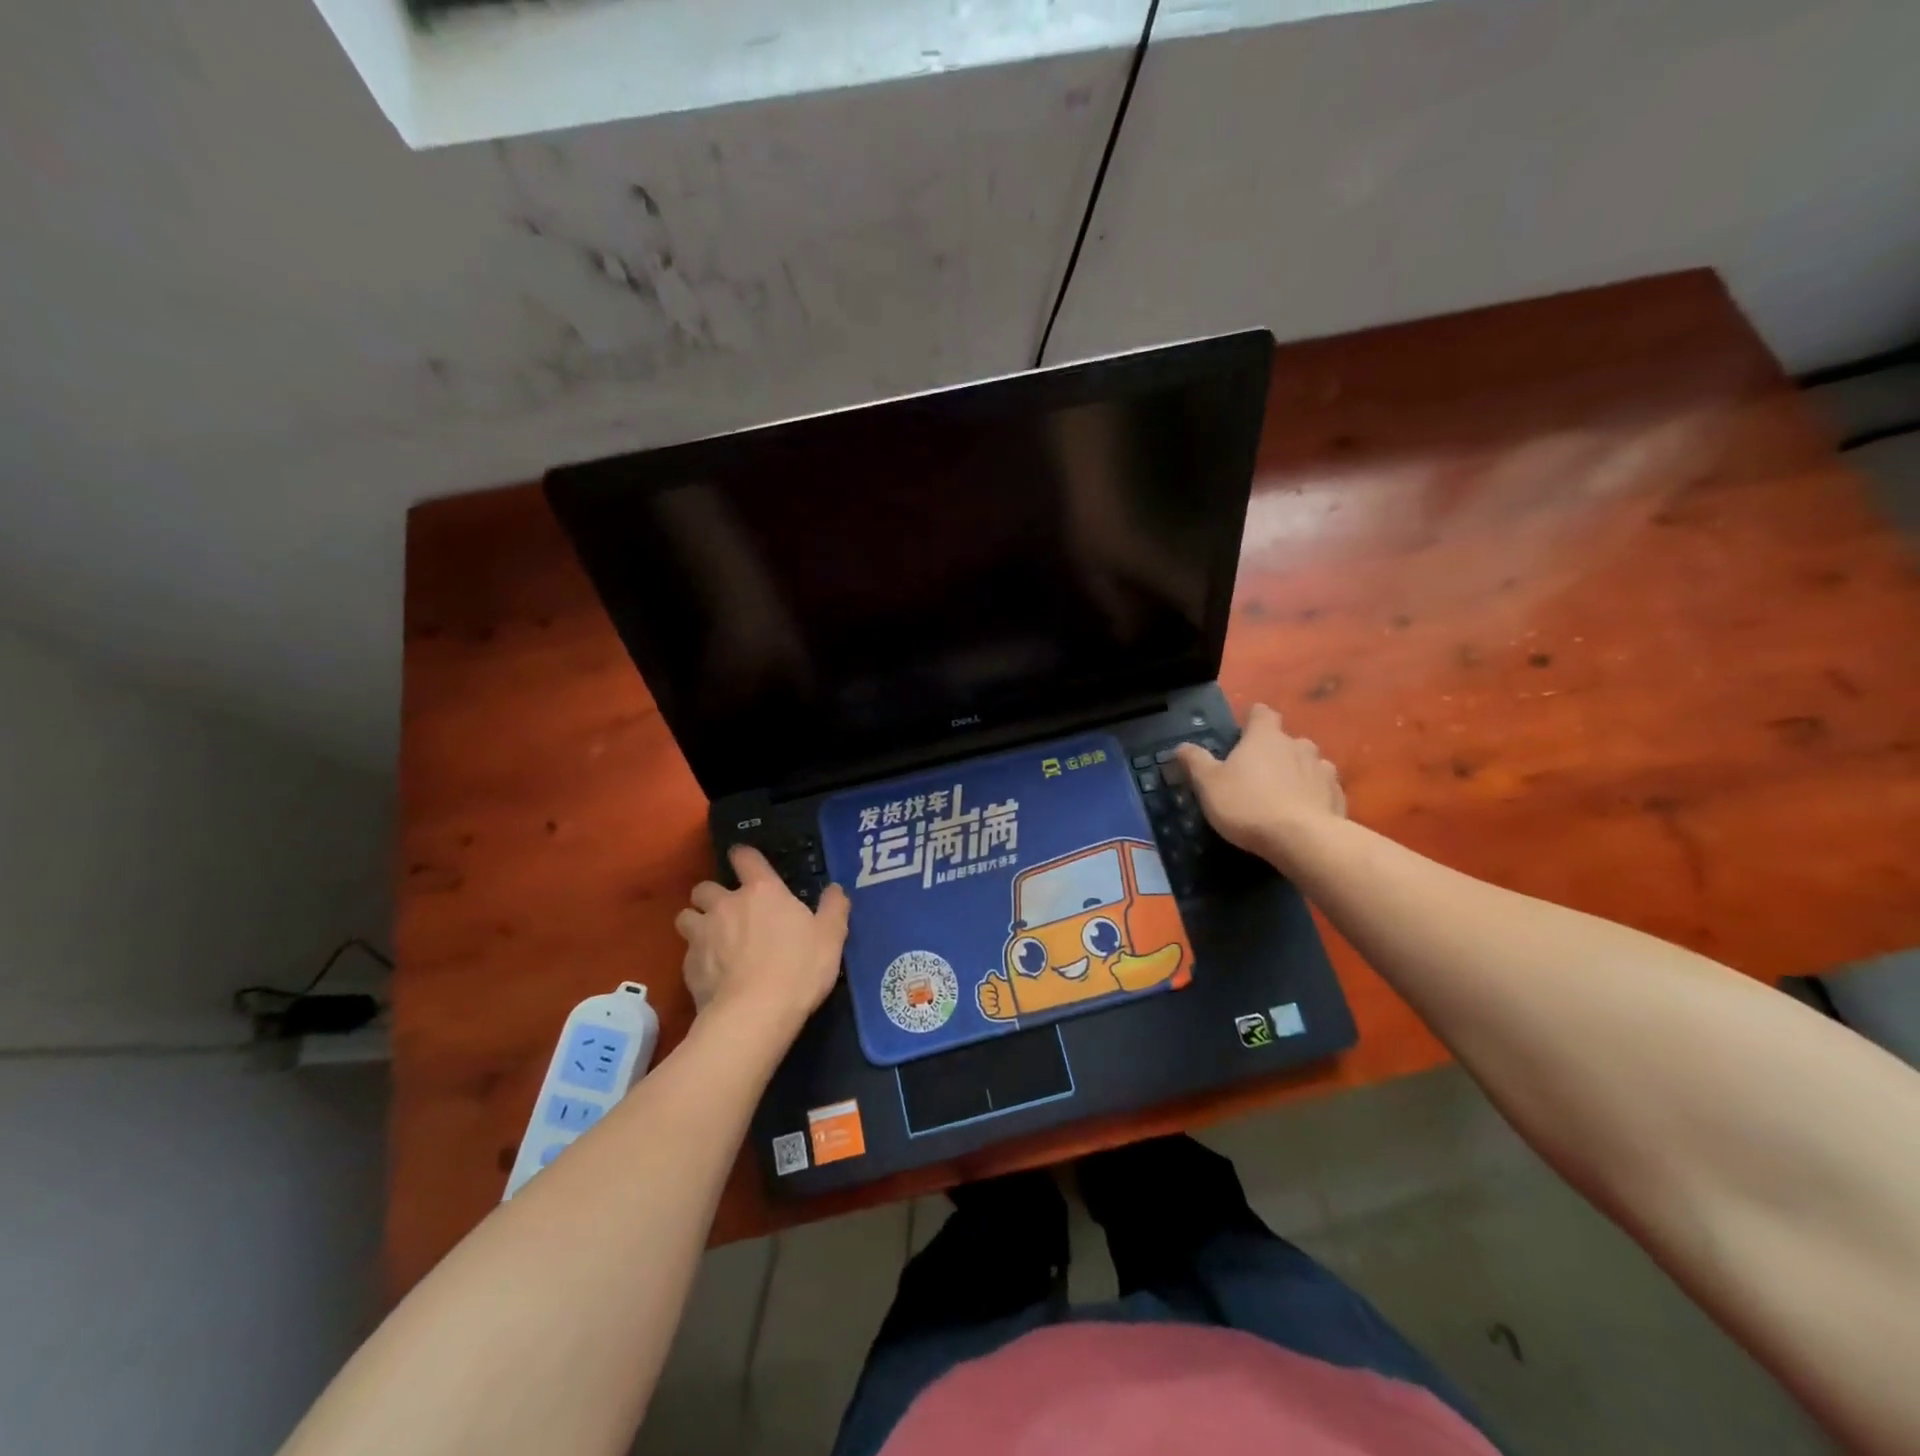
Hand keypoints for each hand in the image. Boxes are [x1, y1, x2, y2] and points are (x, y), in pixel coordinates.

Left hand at [675, 846, 849, 1032]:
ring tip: (710, 939)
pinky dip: (697, 958)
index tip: (745, 861)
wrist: (754, 1015)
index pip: (745, 857)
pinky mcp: (688, 966)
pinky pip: (686, 953)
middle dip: (712, 895)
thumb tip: (835, 889)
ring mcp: (702, 935)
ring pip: (686, 916)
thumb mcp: (831, 937)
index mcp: (762, 891)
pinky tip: (711, 973)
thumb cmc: (798, 969)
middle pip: (705, 887)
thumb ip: (834, 908)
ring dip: (696, 922)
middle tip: (728, 911)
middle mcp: (726, 905)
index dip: (744, 856)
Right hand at [1174, 703, 1345, 867]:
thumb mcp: (1209, 785)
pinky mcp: (1338, 796)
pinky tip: (1303, 813)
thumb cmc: (1248, 805)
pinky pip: (1323, 788)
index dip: (1252, 719)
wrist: (1303, 840)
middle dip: (1274, 751)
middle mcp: (1298, 745)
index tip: (1243, 732)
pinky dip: (1313, 795)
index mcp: (1265, 737)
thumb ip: (1195, 762)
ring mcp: (1323, 770)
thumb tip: (1181, 746)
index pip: (1261, 713)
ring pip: (1309, 763)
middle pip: (1286, 740)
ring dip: (1297, 772)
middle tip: (1258, 773)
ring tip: (1283, 794)